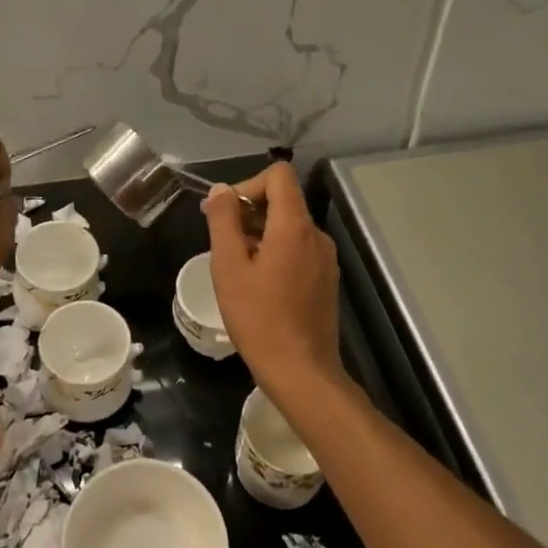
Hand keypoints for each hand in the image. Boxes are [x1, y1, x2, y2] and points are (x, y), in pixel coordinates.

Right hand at [202, 163, 343, 395]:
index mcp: (294, 226)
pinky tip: (258, 283)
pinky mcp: (326, 279)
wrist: (301, 371)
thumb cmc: (259, 317)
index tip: (226, 214)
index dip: (248, 184)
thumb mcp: (229, 266)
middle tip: (221, 241)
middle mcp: (316, 235)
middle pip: (283, 200)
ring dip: (260, 234)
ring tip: (236, 266)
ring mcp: (325, 259)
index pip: (278, 175)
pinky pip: (298, 248)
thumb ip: (224, 220)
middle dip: (249, 211)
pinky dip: (275, 252)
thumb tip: (221, 190)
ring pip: (289, 226)